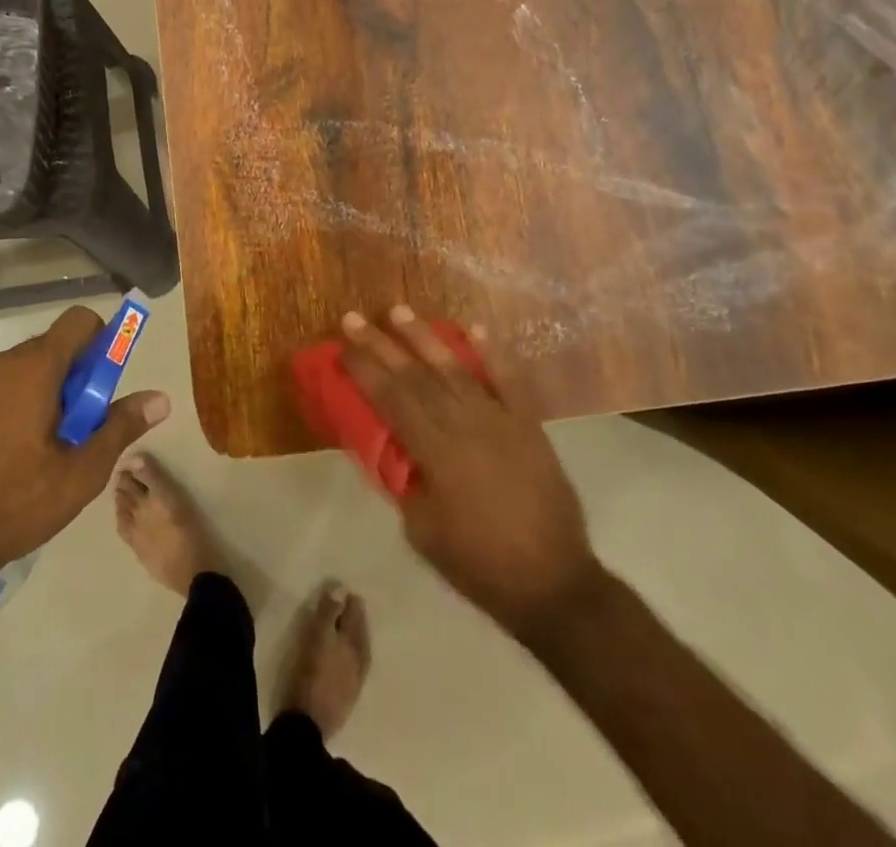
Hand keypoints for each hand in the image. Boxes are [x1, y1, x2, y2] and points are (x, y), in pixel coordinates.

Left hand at [0, 307, 169, 586]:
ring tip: (45, 446)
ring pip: (25, 367)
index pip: (79, 321)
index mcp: (34, 368)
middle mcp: (0, 363)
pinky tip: (11, 451)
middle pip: (53, 347)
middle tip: (78, 427)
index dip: (101, 341)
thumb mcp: (82, 471)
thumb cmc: (18, 503)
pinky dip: (15, 401)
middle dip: (75, 376)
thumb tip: (160, 399)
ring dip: (45, 390)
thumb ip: (121, 426)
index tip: (103, 384)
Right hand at [340, 306, 598, 631]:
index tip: (341, 346)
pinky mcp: (528, 425)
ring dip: (425, 338)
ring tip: (399, 311)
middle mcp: (466, 425)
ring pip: (455, 369)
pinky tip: (475, 328)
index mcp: (437, 453)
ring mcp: (500, 420)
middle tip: (354, 317)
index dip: (364, 370)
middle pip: (416, 377)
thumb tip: (392, 449)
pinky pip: (508, 381)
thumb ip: (404, 482)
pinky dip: (492, 353)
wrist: (555, 584)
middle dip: (381, 345)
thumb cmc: (480, 565)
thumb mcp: (423, 531)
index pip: (391, 400)